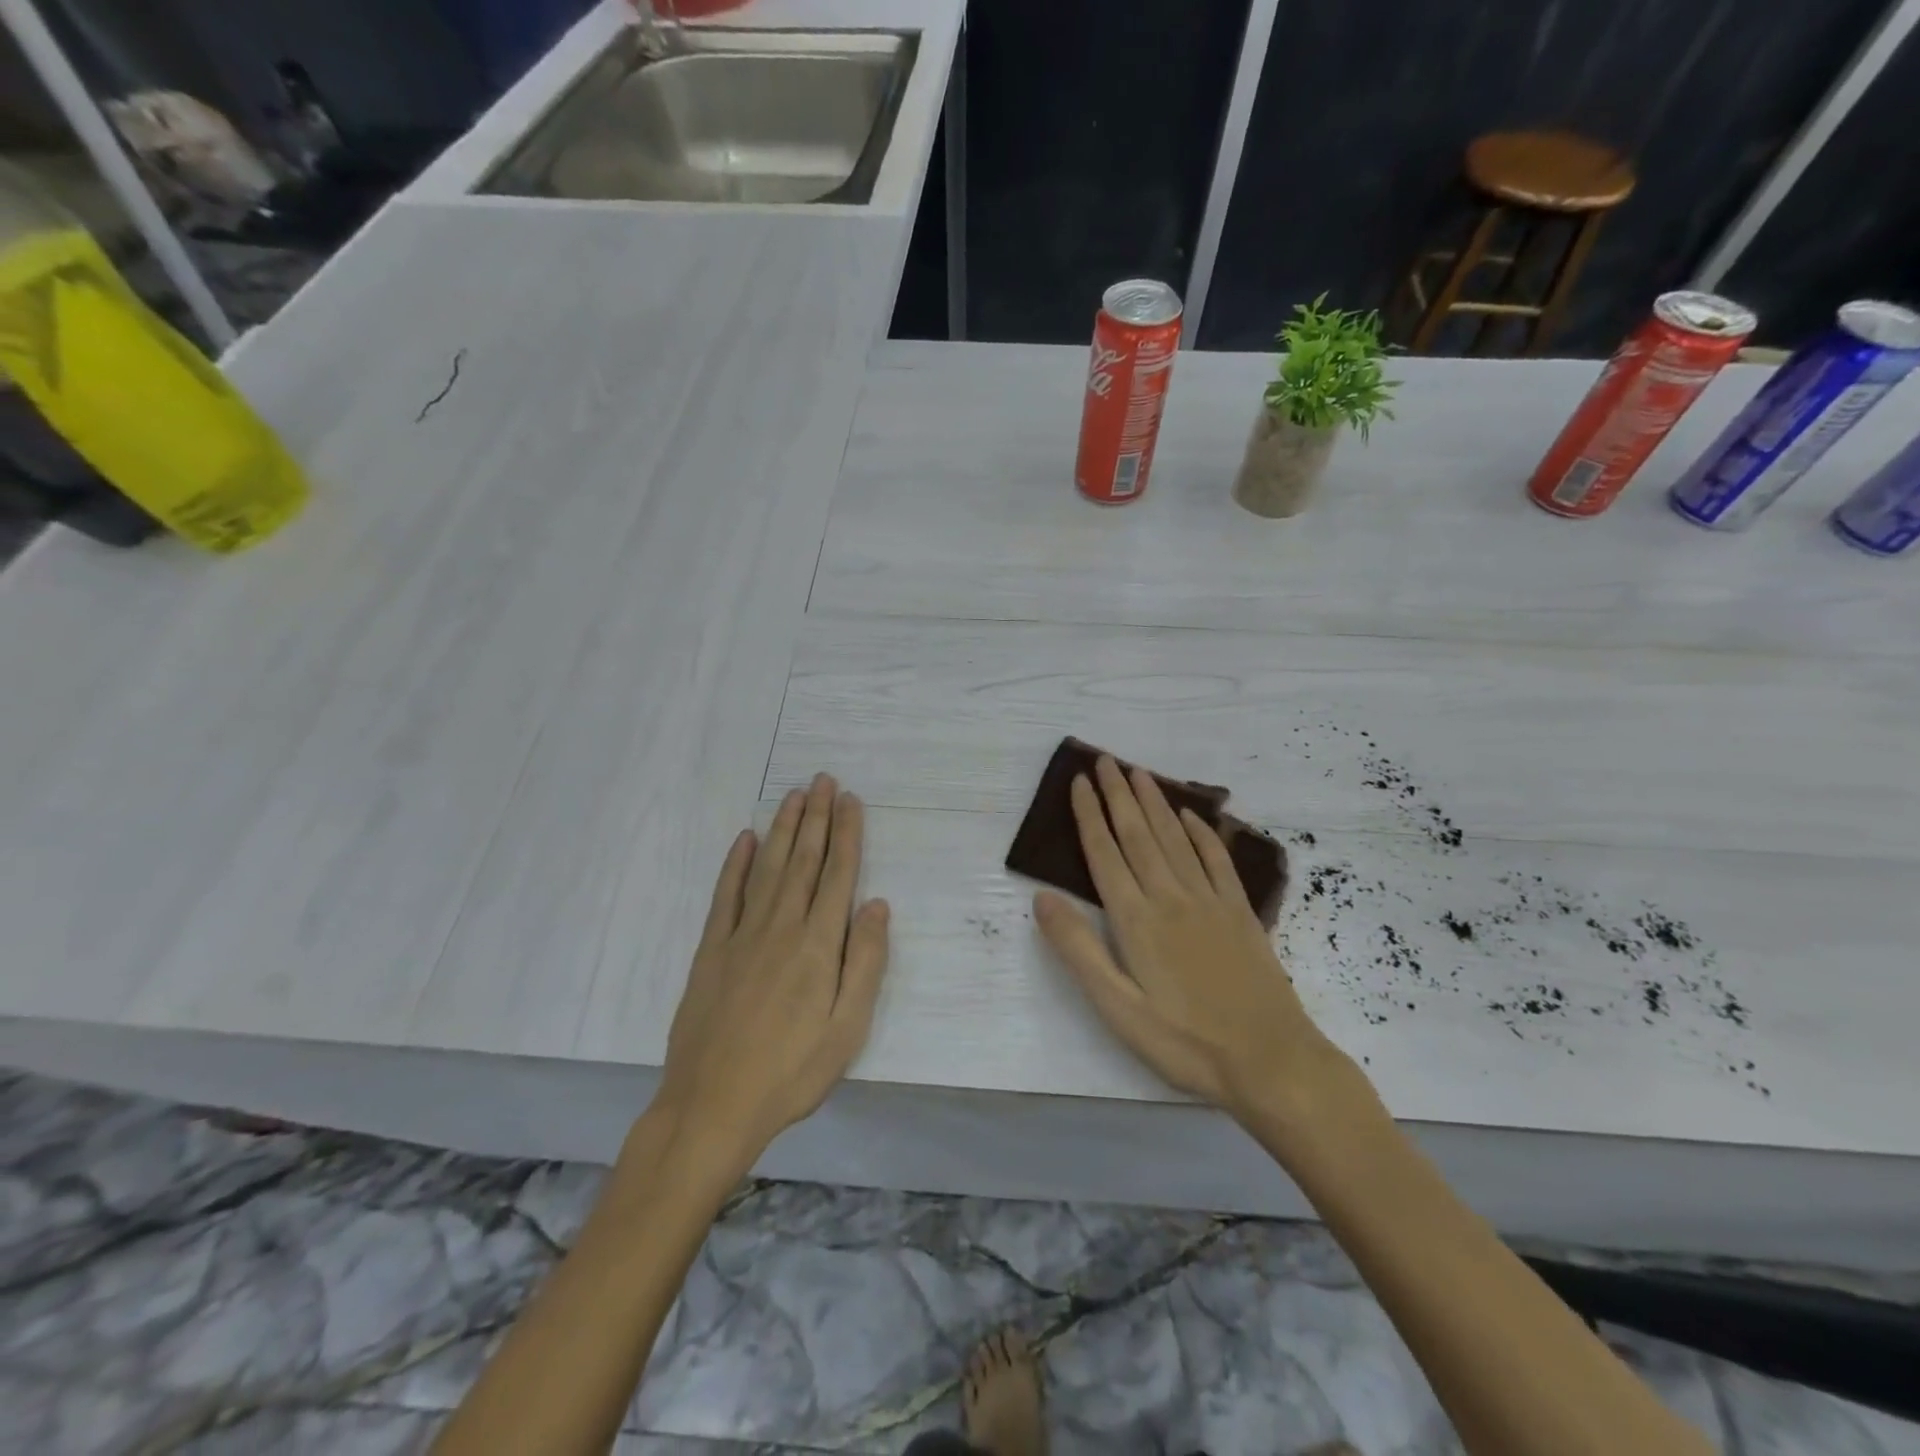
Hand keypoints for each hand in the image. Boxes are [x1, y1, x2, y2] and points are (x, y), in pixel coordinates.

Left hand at [652, 774, 889, 1176]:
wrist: (711, 1106)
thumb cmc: (791, 1072)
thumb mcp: (847, 1028)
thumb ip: (865, 962)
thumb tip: (876, 904)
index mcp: (817, 945)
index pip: (837, 875)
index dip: (846, 835)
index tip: (850, 800)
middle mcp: (780, 927)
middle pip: (803, 861)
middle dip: (816, 818)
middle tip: (822, 780)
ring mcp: (741, 935)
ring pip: (768, 868)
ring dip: (783, 829)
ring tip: (794, 796)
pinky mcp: (711, 950)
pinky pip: (725, 896)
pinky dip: (736, 864)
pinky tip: (745, 840)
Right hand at [1033, 757, 1350, 1129]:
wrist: (1271, 1061)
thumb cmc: (1185, 1043)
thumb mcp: (1118, 1008)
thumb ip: (1079, 950)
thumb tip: (1042, 898)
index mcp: (1136, 920)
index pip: (1105, 854)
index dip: (1089, 815)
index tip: (1079, 781)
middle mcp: (1170, 897)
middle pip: (1138, 834)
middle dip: (1118, 794)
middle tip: (1105, 759)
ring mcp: (1209, 901)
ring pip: (1175, 838)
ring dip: (1154, 803)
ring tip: (1138, 773)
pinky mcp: (1239, 912)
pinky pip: (1216, 860)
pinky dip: (1201, 833)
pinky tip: (1192, 815)